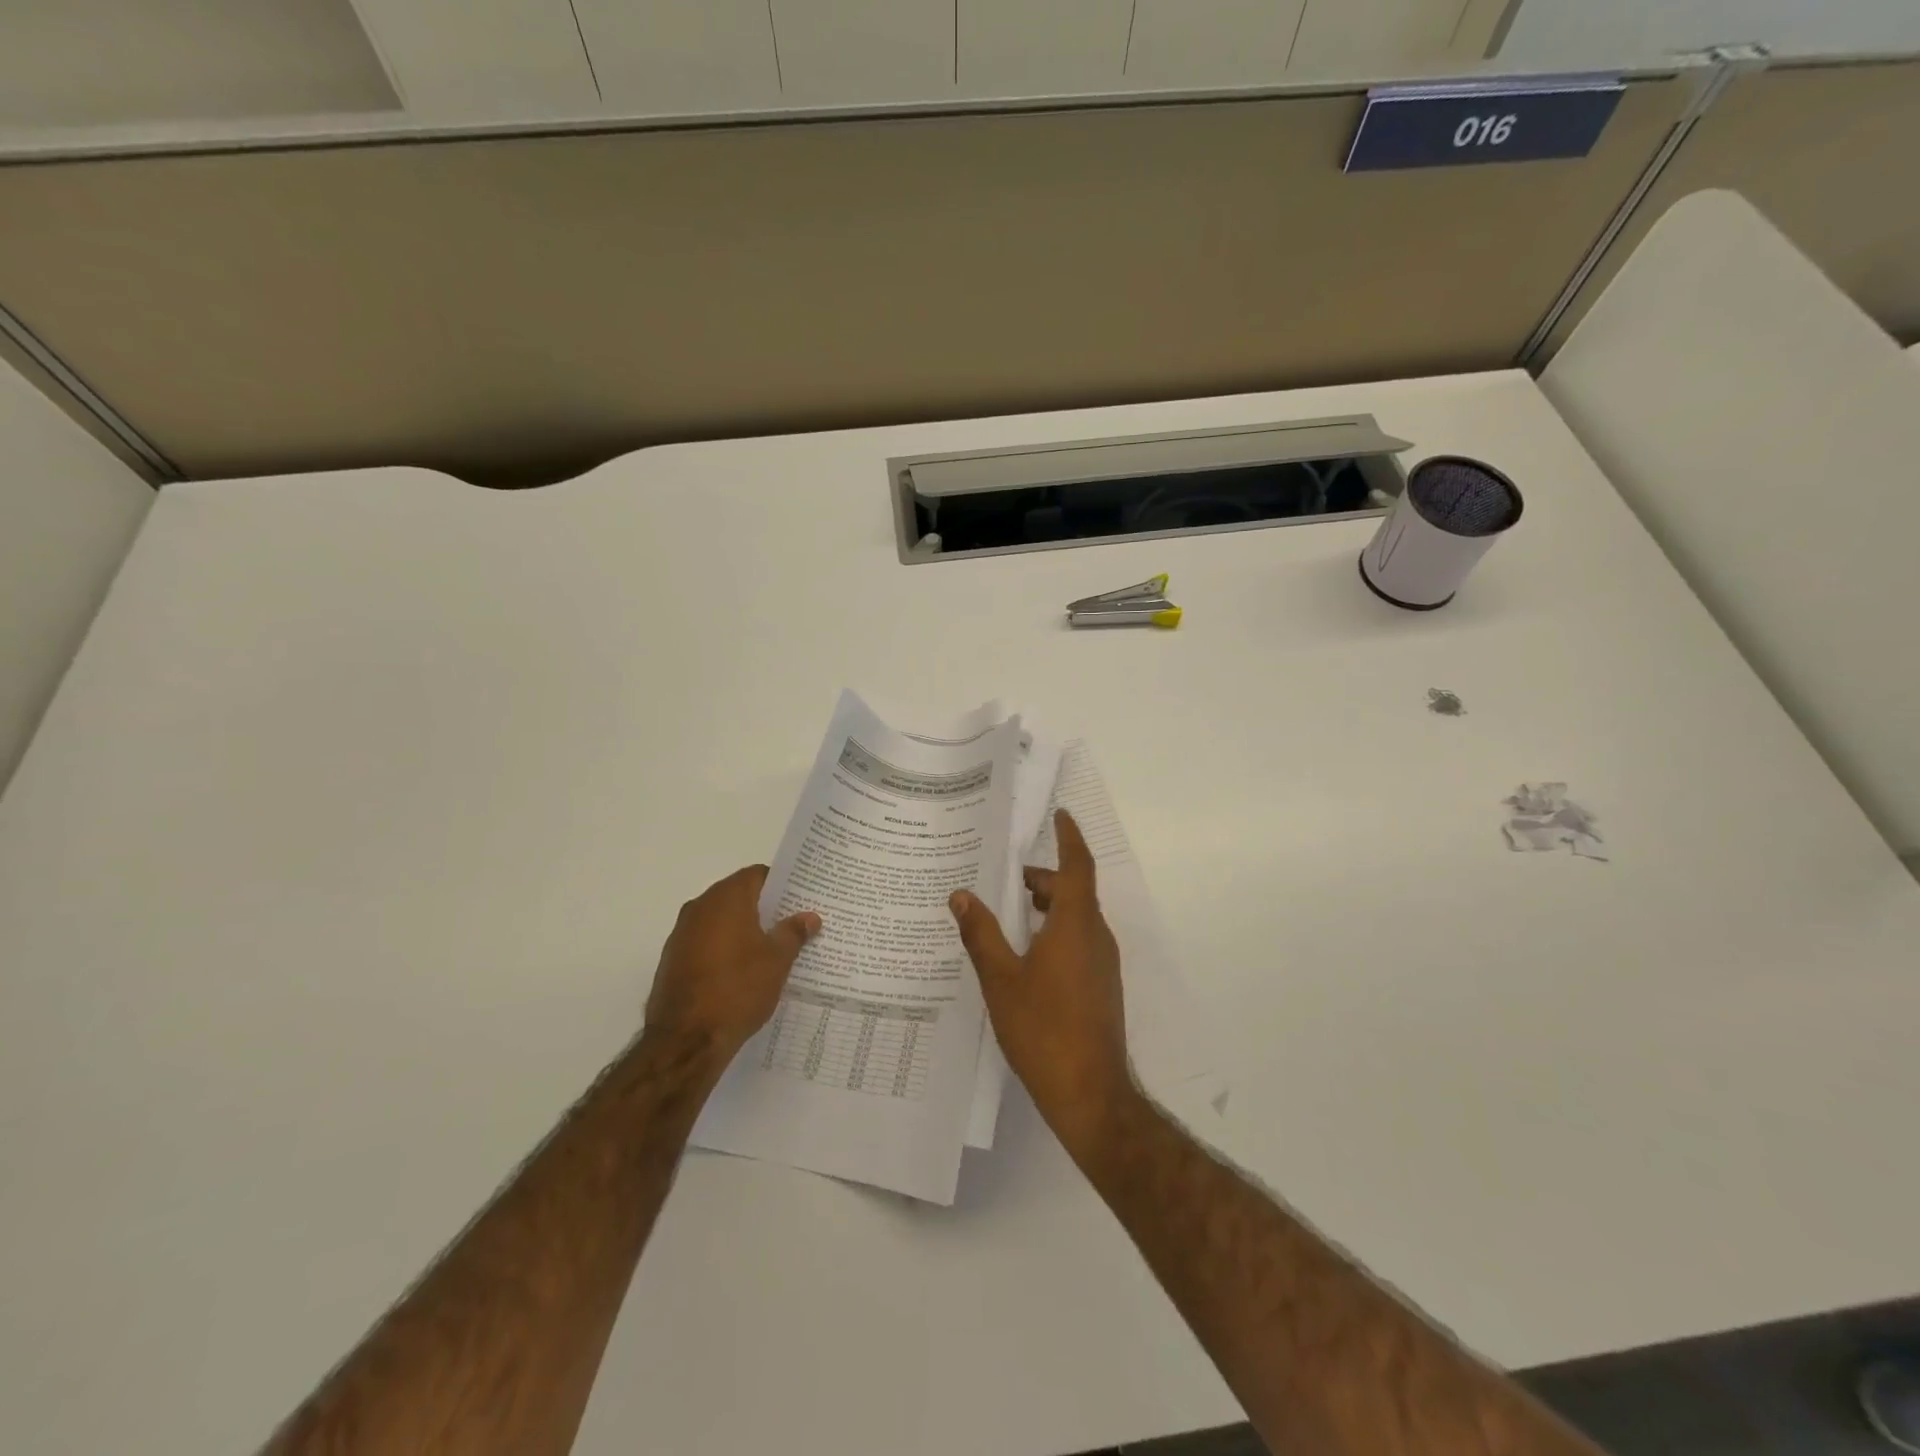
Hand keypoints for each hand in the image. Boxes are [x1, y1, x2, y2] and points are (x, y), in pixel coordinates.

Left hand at [644, 866, 820, 1060]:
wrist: (685, 1041)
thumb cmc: (737, 989)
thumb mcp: (777, 960)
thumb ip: (793, 932)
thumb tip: (808, 917)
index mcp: (725, 898)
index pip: (757, 875)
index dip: (781, 885)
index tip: (801, 900)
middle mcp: (699, 908)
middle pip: (738, 896)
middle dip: (765, 909)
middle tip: (793, 924)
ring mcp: (681, 935)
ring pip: (721, 921)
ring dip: (744, 930)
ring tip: (772, 950)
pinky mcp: (673, 961)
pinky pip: (706, 944)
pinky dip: (725, 950)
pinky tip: (743, 973)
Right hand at [949, 811, 1133, 1148]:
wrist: (1090, 1093)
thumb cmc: (1043, 1029)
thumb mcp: (1001, 980)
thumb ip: (981, 934)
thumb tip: (961, 896)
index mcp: (1075, 925)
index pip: (1077, 866)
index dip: (1069, 837)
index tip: (1061, 815)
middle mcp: (1096, 936)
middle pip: (1073, 891)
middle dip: (1042, 879)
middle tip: (1006, 879)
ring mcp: (1103, 963)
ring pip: (1076, 917)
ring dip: (1047, 907)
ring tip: (1009, 915)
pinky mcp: (1102, 986)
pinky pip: (1079, 941)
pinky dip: (1054, 931)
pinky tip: (1026, 955)